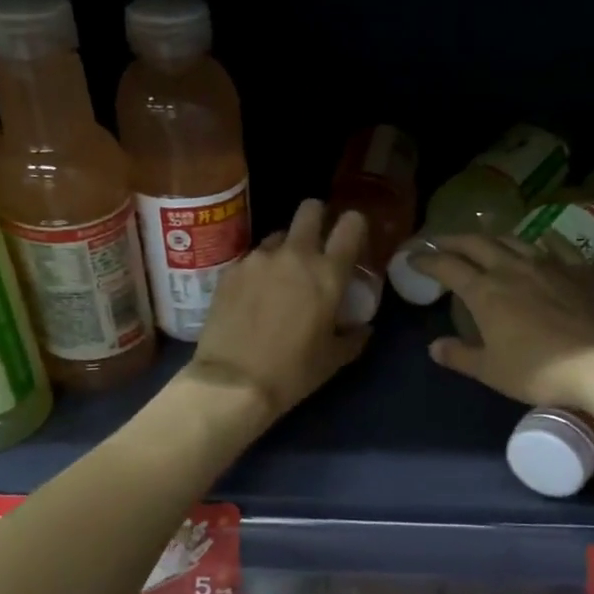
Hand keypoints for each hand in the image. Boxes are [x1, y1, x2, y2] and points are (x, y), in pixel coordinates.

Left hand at [188, 199, 371, 423]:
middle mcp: (295, 255)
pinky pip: (252, 259)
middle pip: (310, 210)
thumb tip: (363, 328)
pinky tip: (253, 296)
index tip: (352, 236)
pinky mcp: (230, 270)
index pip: (350, 225)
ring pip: (278, 236)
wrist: (233, 382)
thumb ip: (353, 337)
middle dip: (316, 218)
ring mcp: (258, 259)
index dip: (354, 224)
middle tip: (315, 243)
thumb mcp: (333, 360)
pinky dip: (258, 271)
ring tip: (280, 278)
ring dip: (285, 249)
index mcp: (328, 274)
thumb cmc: (292, 373)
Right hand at [410, 234, 593, 406]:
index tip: (413, 258)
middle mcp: (514, 268)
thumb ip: (460, 356)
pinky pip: (555, 246)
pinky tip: (540, 245)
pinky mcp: (582, 269)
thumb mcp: (491, 371)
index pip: (448, 267)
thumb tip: (434, 346)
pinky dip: (539, 242)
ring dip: (492, 238)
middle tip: (440, 242)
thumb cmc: (540, 370)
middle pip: (478, 243)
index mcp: (486, 292)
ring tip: (484, 242)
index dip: (427, 260)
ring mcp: (551, 264)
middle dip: (454, 240)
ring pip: (514, 239)